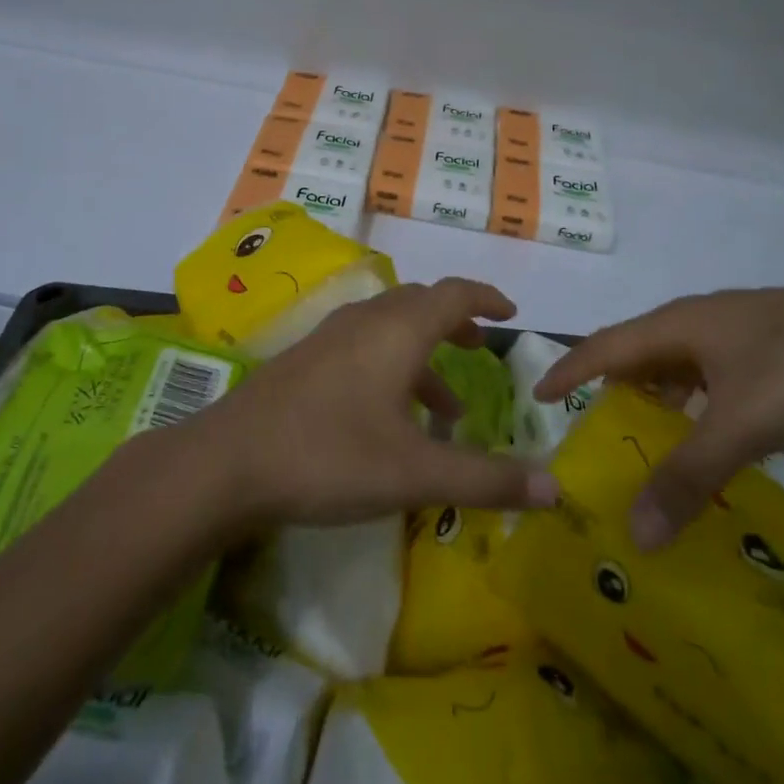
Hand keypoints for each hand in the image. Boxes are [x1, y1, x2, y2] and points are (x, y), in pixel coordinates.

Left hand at [187, 277, 559, 529]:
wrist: (228, 461)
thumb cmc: (331, 455)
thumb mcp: (415, 473)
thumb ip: (486, 479)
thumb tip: (555, 488)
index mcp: (398, 330)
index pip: (453, 294)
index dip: (486, 298)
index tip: (510, 313)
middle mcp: (366, 320)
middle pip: (420, 304)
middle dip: (454, 323)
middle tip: (479, 349)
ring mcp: (331, 338)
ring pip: (390, 328)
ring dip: (423, 355)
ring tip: (447, 408)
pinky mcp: (307, 360)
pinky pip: (364, 347)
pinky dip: (392, 368)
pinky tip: (388, 418)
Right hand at [533, 282, 783, 549]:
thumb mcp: (742, 425)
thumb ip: (688, 476)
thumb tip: (633, 532)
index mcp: (675, 327)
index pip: (604, 347)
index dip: (568, 370)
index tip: (536, 396)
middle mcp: (694, 320)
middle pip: (636, 353)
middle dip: (609, 389)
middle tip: (592, 433)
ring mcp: (730, 328)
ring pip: (674, 363)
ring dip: (654, 398)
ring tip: (645, 442)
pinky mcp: (761, 342)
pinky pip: (706, 371)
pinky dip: (692, 401)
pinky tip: (709, 431)